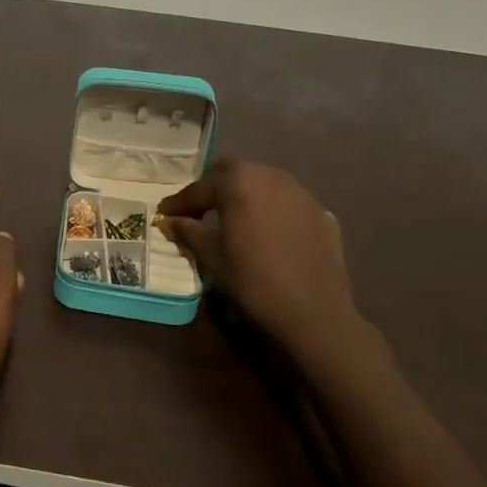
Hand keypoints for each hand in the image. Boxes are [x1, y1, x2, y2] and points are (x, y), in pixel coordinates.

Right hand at [158, 161, 383, 368]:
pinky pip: (288, 202)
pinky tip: (268, 234)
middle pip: (234, 172)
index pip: (200, 187)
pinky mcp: (321, 213)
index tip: (164, 214)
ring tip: (234, 219)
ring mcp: (301, 193)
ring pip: (264, 183)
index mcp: (239, 183)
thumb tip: (169, 220)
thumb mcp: (212, 256)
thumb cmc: (252, 281)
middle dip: (213, 187)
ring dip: (245, 195)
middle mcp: (271, 176)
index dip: (179, 202)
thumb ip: (188, 231)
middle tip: (199, 210)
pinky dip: (272, 210)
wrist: (313, 314)